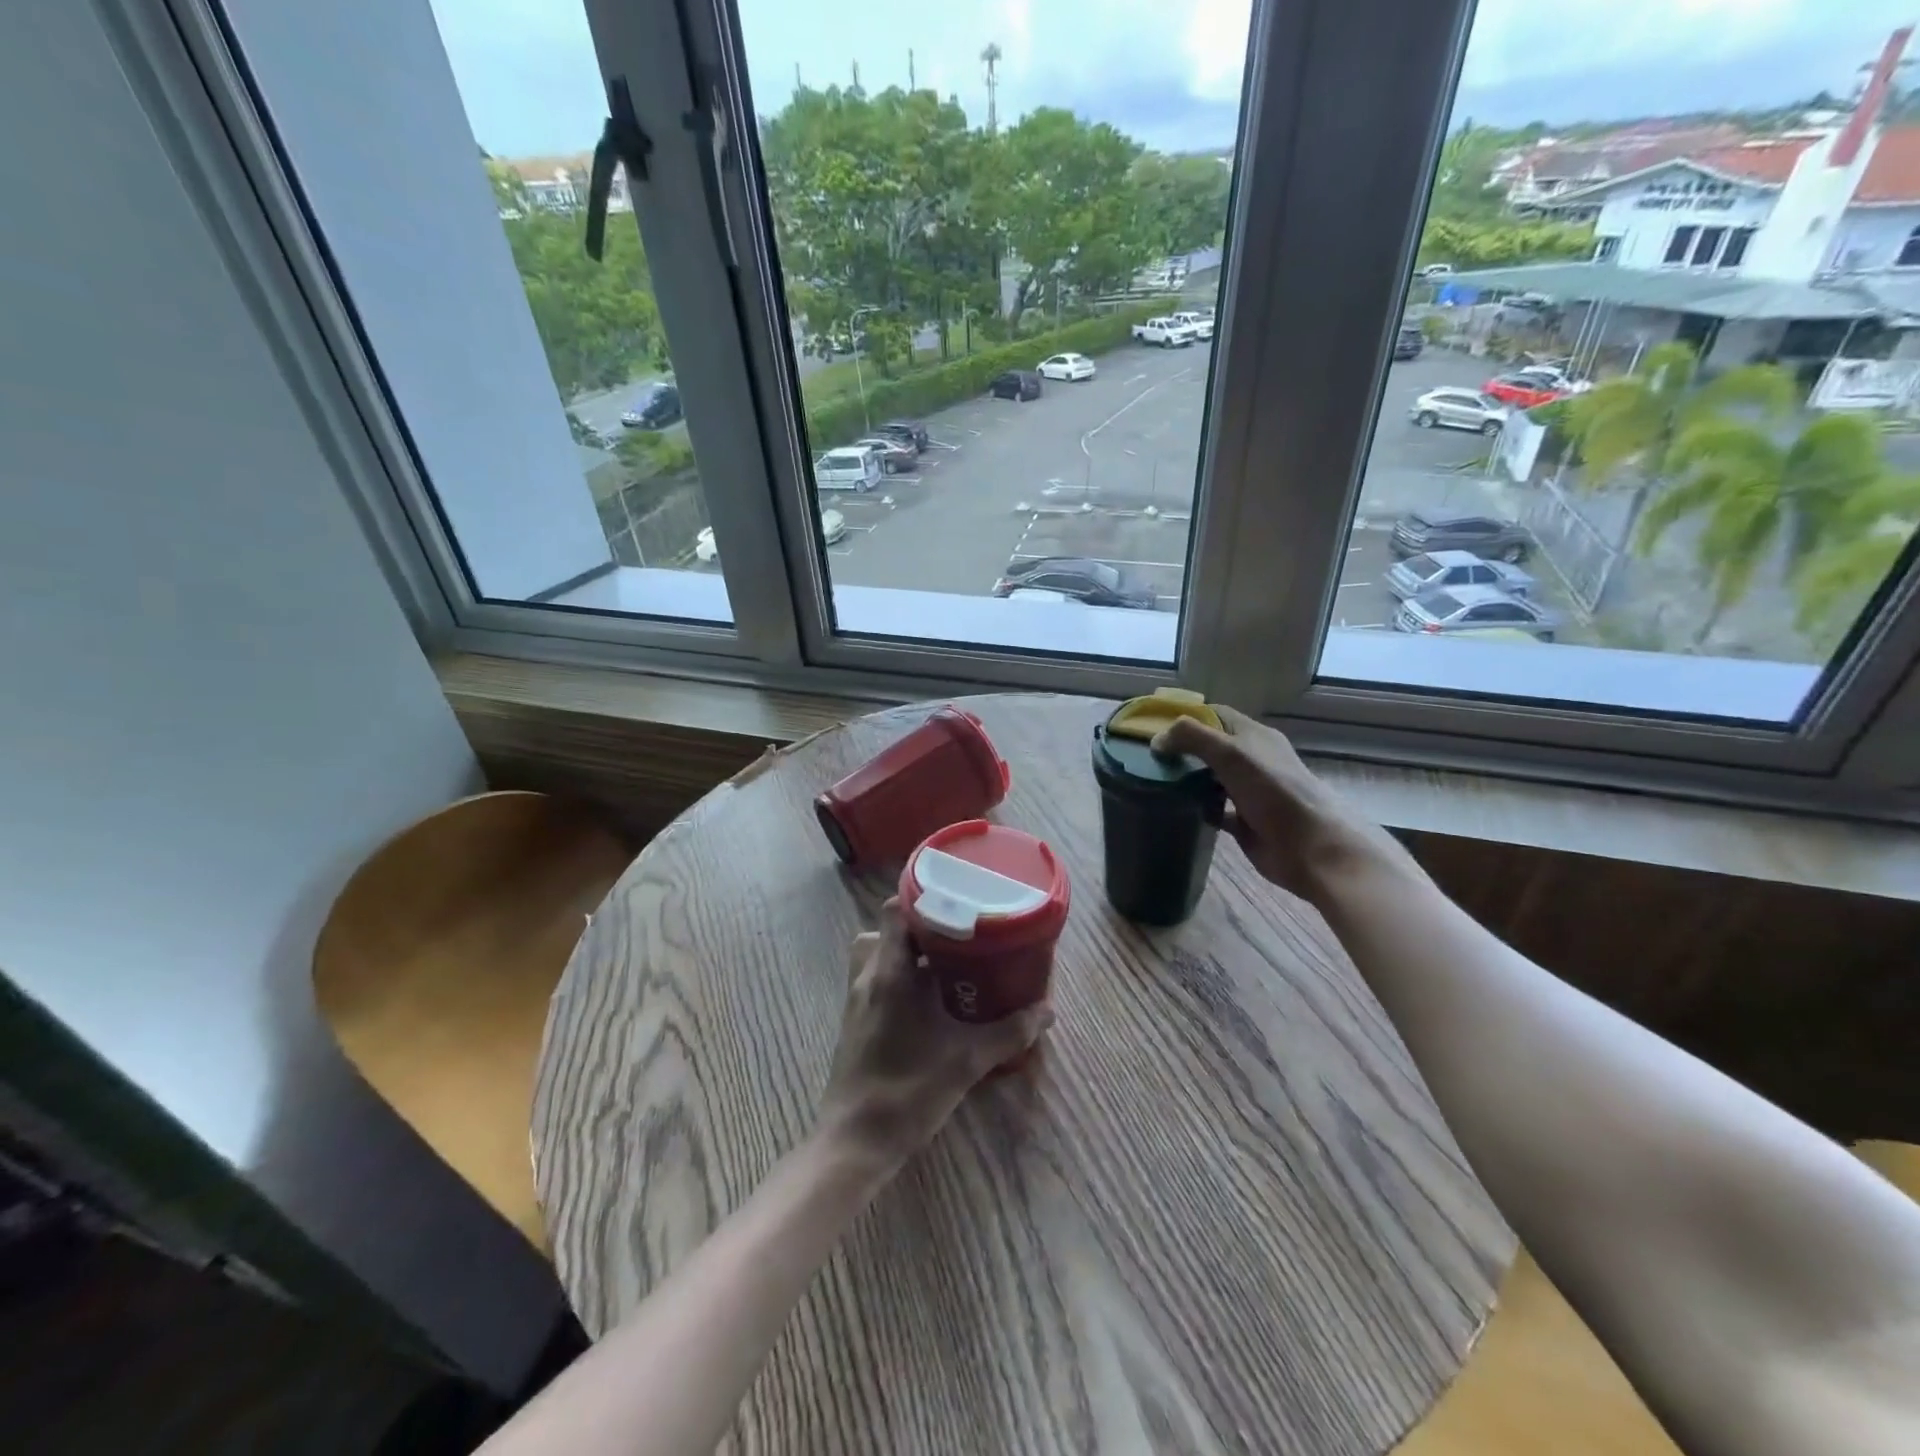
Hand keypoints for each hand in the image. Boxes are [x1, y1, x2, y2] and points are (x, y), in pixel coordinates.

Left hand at [815, 900, 1053, 1173]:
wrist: (855, 1142)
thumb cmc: (908, 1090)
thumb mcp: (967, 1059)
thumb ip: (1009, 1032)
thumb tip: (1047, 1011)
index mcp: (890, 971)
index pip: (895, 910)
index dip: (922, 898)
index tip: (957, 902)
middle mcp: (868, 976)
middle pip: (888, 929)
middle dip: (921, 928)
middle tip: (958, 936)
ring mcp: (856, 999)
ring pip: (878, 955)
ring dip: (907, 954)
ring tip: (945, 966)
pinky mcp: (854, 1021)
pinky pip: (875, 980)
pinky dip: (898, 978)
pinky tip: (929, 1003)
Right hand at [1151, 705, 1396, 903]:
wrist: (1311, 848)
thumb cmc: (1274, 792)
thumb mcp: (1232, 754)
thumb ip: (1193, 739)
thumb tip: (1157, 740)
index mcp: (1253, 736)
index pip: (1214, 715)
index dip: (1185, 716)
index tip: (1152, 725)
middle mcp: (1251, 760)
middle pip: (1210, 747)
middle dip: (1181, 749)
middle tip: (1145, 756)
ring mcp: (1248, 792)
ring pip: (1209, 778)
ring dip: (1186, 779)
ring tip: (1152, 780)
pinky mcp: (1244, 822)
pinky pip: (1213, 809)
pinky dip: (1195, 808)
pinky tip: (1174, 810)